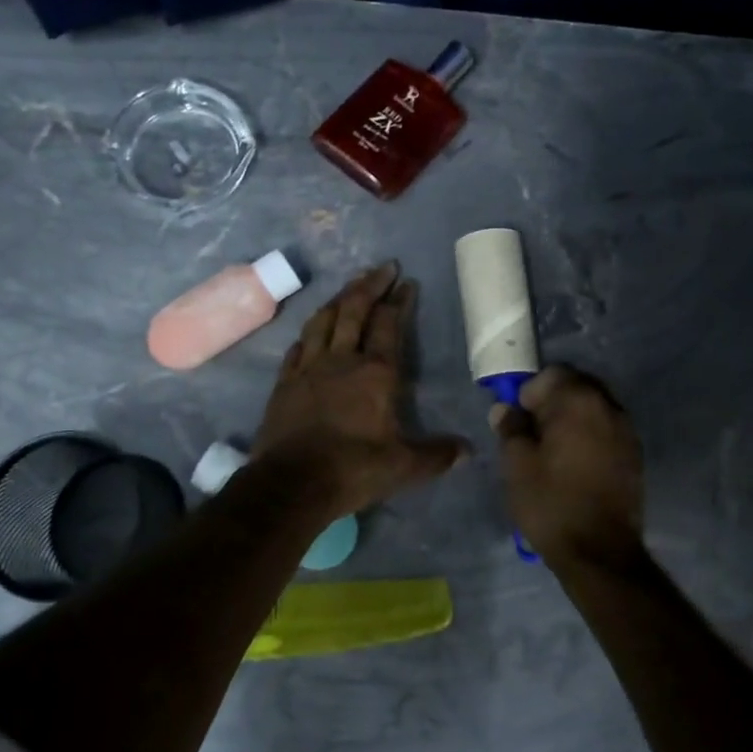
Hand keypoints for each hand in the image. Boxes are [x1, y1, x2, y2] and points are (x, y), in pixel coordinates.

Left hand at [251, 263, 469, 520]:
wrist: (292, 483)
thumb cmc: (353, 469)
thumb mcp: (404, 466)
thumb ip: (437, 454)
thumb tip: (468, 451)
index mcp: (376, 372)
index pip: (389, 324)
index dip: (399, 301)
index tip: (407, 282)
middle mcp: (342, 360)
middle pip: (354, 310)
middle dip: (370, 285)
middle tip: (383, 268)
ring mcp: (308, 368)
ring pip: (323, 320)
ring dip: (338, 299)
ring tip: (349, 287)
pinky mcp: (284, 382)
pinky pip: (298, 346)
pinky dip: (309, 332)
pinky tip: (312, 330)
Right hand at [492, 365, 644, 570]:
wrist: (599, 553)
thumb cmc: (551, 503)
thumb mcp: (516, 465)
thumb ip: (510, 428)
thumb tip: (505, 409)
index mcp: (578, 402)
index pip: (552, 374)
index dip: (530, 392)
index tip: (518, 419)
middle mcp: (608, 407)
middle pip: (576, 387)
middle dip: (552, 402)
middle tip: (533, 433)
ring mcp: (626, 431)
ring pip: (593, 409)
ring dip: (572, 419)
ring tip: (553, 450)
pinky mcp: (635, 455)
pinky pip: (606, 431)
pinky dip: (589, 437)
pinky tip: (575, 464)